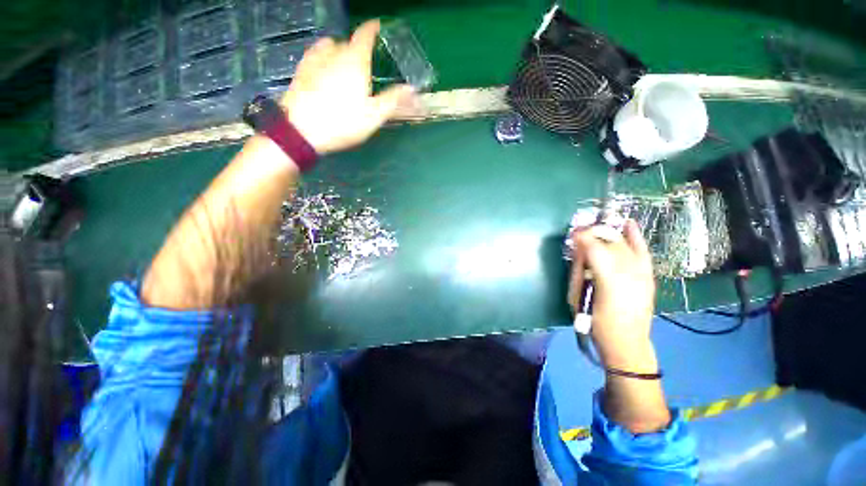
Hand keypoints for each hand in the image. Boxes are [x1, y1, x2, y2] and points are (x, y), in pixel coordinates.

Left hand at [280, 20, 415, 153]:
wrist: (302, 130)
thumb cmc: (343, 122)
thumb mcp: (374, 115)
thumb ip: (393, 100)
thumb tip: (412, 89)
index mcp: (355, 61)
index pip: (365, 35)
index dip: (372, 28)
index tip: (377, 26)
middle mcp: (333, 53)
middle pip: (346, 43)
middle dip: (355, 49)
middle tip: (362, 65)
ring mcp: (314, 60)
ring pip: (328, 47)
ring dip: (337, 52)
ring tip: (342, 68)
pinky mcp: (300, 71)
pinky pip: (313, 56)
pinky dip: (322, 59)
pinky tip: (323, 73)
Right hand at [569, 220, 655, 368]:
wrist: (626, 342)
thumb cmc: (595, 322)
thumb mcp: (577, 296)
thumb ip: (578, 270)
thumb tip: (578, 249)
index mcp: (608, 279)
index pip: (594, 248)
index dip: (582, 237)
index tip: (572, 234)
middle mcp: (629, 272)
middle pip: (610, 243)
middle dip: (593, 233)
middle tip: (579, 233)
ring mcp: (641, 273)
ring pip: (623, 245)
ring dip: (607, 235)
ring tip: (594, 232)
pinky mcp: (648, 276)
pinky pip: (643, 251)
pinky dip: (635, 237)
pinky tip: (628, 224)